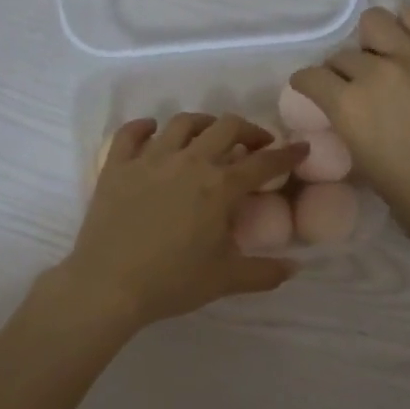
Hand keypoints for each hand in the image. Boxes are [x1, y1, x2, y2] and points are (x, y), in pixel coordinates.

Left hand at [53, 114, 306, 332]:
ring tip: (209, 134)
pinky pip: (131, 133)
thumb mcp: (226, 280)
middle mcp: (189, 162)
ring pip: (182, 123)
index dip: (287, 154)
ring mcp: (150, 159)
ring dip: (203, 123)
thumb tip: (295, 268)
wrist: (109, 286)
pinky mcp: (117, 166)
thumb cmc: (172, 282)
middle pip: (226, 127)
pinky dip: (144, 127)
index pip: (263, 163)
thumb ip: (264, 272)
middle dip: (248, 130)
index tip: (300, 148)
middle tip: (256, 143)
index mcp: (220, 186)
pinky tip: (153, 132)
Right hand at [291, 7, 409, 250]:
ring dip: (370, 40)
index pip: (311, 77)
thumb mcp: (365, 171)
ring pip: (374, 22)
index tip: (313, 90)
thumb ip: (352, 133)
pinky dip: (406, 27)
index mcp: (348, 107)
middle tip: (355, 87)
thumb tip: (352, 120)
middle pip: (342, 55)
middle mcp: (374, 73)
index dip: (308, 84)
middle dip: (341, 71)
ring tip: (382, 57)